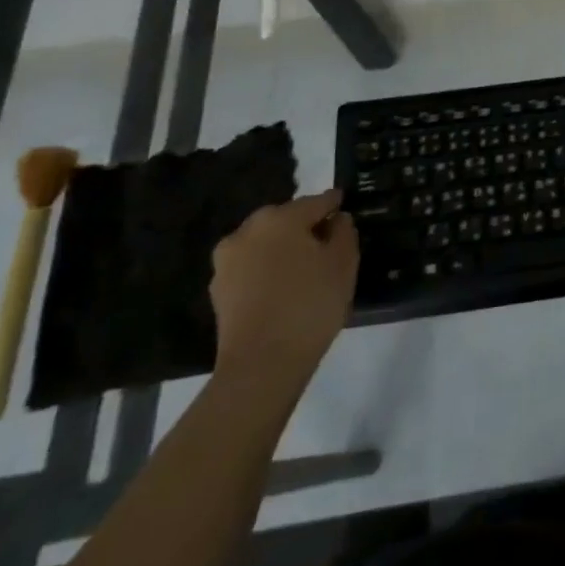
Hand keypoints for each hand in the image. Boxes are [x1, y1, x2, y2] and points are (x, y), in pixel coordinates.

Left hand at [210, 191, 358, 395]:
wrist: (262, 364)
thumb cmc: (310, 304)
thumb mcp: (344, 263)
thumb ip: (344, 232)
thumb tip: (336, 220)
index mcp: (281, 218)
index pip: (316, 201)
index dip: (334, 204)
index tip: (345, 206)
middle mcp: (248, 230)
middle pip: (285, 219)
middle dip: (305, 225)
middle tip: (326, 240)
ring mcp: (228, 260)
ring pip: (264, 243)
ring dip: (283, 247)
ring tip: (304, 266)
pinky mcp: (218, 289)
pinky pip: (251, 266)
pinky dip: (267, 269)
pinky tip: (283, 286)